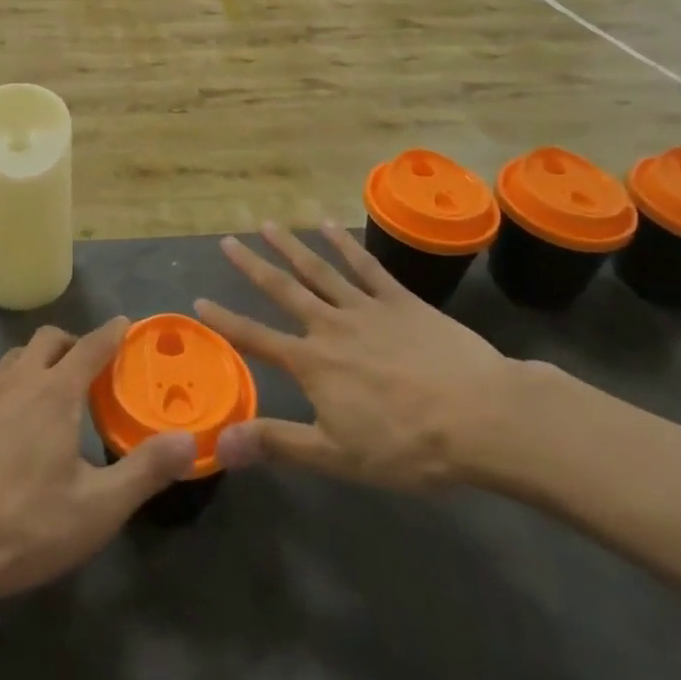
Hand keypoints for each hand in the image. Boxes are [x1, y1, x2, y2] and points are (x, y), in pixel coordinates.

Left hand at [0, 320, 195, 597]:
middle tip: (91, 367)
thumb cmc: (24, 523)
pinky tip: (11, 414)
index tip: (126, 325)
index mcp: (56, 391)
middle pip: (49, 338)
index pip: (92, 346)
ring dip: (40, 359)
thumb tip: (189, 441)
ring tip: (53, 388)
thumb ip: (145, 470)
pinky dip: (11, 381)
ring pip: (16, 355)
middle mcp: (19, 379)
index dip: (112, 333)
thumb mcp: (97, 508)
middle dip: (74, 342)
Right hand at [198, 223, 527, 493]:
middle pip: (283, 290)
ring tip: (268, 224)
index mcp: (312, 363)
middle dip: (252, 266)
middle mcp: (331, 326)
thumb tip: (220, 442)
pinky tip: (330, 227)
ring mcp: (367, 308)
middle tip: (227, 241)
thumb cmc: (407, 445)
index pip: (257, 337)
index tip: (199, 300)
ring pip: (320, 270)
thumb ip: (277, 443)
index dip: (226, 320)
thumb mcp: (336, 455)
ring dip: (291, 246)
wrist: (480, 417)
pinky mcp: (401, 300)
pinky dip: (346, 245)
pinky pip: (367, 266)